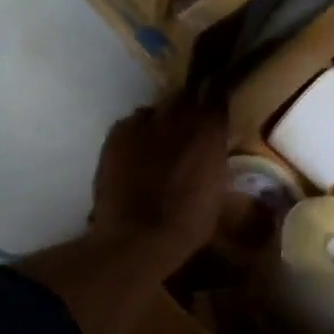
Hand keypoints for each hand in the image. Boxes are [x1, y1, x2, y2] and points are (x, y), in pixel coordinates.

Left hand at [90, 100, 228, 270]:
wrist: (139, 237)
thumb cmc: (189, 223)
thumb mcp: (217, 191)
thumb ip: (214, 161)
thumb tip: (210, 152)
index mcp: (209, 130)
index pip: (216, 96)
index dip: (214, 103)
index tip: (214, 113)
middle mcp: (177, 116)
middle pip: (184, 98)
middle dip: (187, 110)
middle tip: (186, 131)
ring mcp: (143, 122)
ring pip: (155, 111)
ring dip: (159, 123)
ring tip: (157, 145)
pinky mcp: (116, 134)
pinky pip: (130, 124)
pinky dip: (135, 135)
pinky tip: (134, 155)